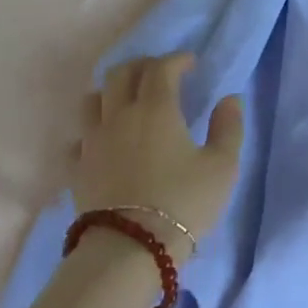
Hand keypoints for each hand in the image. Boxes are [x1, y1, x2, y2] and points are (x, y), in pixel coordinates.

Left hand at [73, 54, 244, 260]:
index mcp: (155, 109)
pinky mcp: (77, 167)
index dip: (176, 60)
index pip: (160, 68)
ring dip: (112, 91)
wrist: (131, 247)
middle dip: (142, 66)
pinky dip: (94, 130)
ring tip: (127, 100)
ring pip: (93, 99)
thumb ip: (229, 128)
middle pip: (120, 74)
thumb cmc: (184, 203)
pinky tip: (105, 140)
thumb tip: (230, 100)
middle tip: (160, 73)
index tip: (191, 63)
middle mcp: (118, 116)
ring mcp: (92, 141)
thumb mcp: (222, 167)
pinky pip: (80, 137)